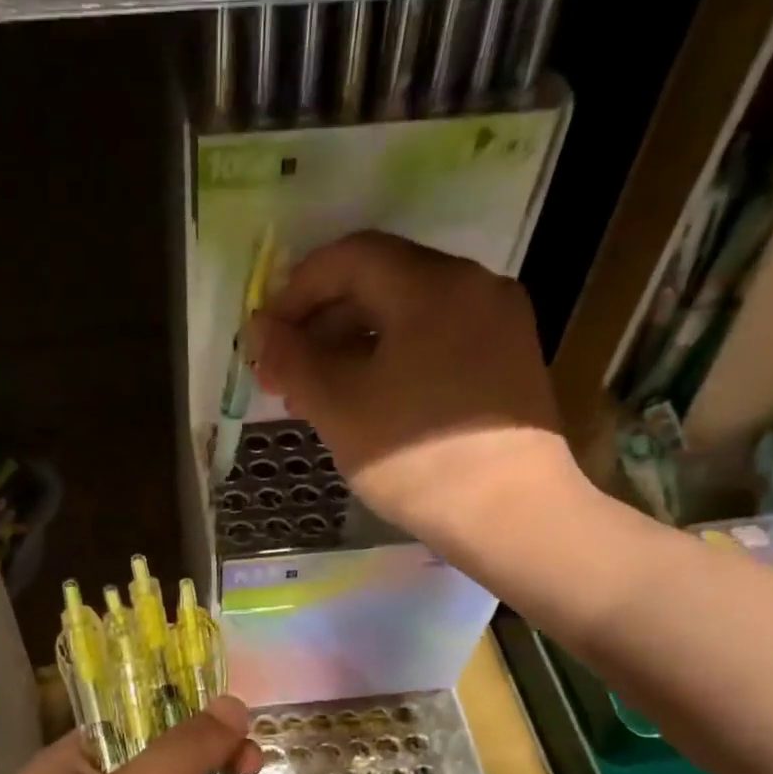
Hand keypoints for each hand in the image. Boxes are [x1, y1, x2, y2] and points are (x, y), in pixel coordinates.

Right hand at [247, 231, 579, 545]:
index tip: (267, 335)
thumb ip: (293, 361)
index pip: (350, 257)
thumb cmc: (416, 459)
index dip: (298, 290)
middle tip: (286, 374)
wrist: (511, 516)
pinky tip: (370, 401)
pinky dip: (394, 358)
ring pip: (409, 315)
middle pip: (382, 282)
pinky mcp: (509, 361)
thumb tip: (261, 330)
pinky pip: (438, 340)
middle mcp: (473, 286)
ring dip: (355, 345)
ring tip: (319, 396)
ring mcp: (499, 323)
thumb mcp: (340, 409)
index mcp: (431, 285)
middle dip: (324, 323)